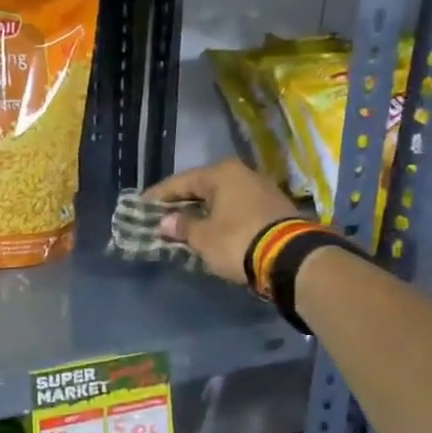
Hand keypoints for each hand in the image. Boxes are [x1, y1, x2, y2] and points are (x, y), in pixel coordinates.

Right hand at [145, 159, 299, 285]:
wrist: (291, 258)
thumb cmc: (237, 241)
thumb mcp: (203, 237)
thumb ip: (182, 226)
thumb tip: (166, 222)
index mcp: (221, 173)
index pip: (181, 182)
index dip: (158, 196)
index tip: (140, 206)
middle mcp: (242, 174)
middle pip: (202, 188)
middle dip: (181, 203)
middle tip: (160, 216)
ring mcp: (262, 190)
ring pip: (221, 199)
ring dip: (202, 212)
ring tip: (183, 225)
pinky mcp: (274, 208)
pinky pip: (236, 209)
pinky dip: (220, 218)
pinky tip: (210, 230)